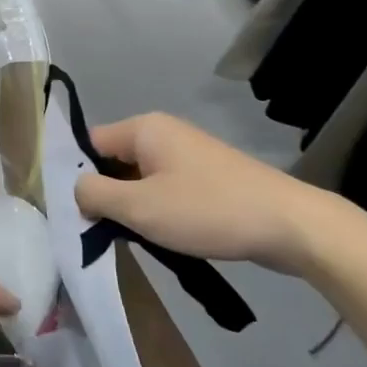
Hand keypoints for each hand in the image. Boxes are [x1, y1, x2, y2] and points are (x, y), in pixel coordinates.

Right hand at [73, 113, 362, 273]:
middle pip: (113, 162)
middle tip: (101, 231)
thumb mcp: (139, 207)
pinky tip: (163, 237)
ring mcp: (189, 155)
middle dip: (106, 195)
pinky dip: (158, 210)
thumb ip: (94, 194)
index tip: (74, 212)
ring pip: (139, 179)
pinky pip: (165, 189)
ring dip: (133, 207)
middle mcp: (164, 133)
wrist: (292, 226)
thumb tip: (76, 191)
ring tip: (133, 238)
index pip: (89, 145)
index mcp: (144, 128)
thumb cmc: (207, 210)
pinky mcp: (208, 178)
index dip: (76, 177)